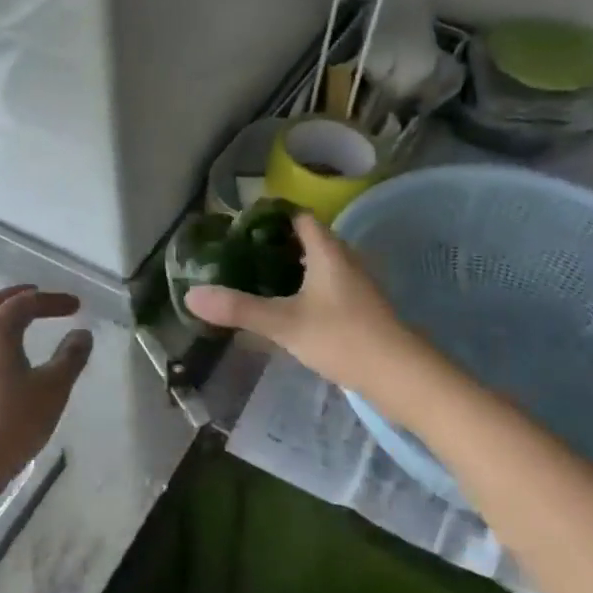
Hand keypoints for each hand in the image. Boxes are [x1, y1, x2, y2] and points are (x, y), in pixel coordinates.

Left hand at [0, 285, 91, 507]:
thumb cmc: (8, 426)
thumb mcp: (51, 391)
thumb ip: (70, 358)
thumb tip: (82, 334)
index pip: (26, 302)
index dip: (52, 301)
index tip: (76, 306)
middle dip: (17, 297)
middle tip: (40, 299)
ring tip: (21, 325)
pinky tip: (1, 359)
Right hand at [185, 212, 421, 396]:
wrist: (401, 376)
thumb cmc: (342, 338)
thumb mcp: (284, 323)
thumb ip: (239, 309)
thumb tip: (191, 296)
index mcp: (328, 251)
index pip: (298, 216)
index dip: (271, 216)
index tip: (241, 226)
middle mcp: (345, 259)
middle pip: (309, 238)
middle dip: (276, 242)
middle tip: (242, 253)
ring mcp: (356, 284)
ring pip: (319, 263)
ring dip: (292, 266)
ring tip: (258, 278)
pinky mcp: (361, 307)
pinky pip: (327, 284)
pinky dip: (306, 286)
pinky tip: (289, 306)